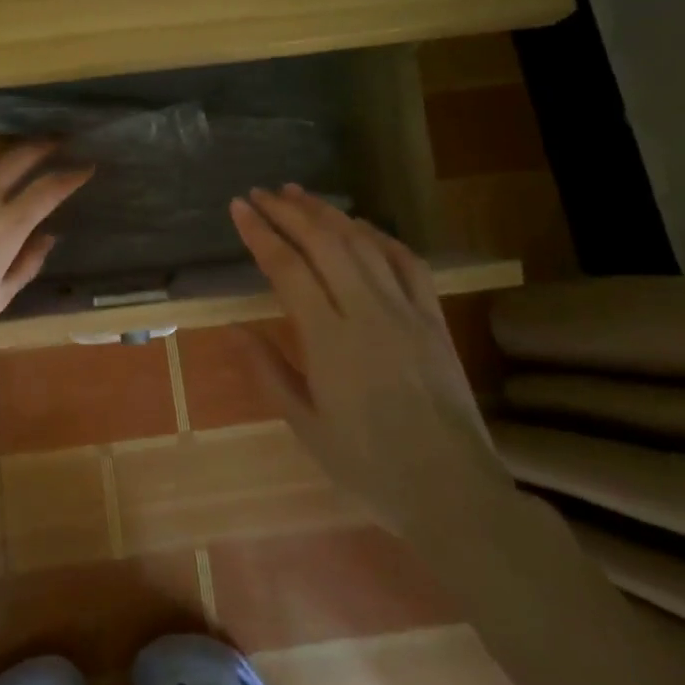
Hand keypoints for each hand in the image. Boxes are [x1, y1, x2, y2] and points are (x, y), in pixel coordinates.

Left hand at [0, 137, 92, 358]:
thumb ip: (26, 264)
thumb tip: (47, 236)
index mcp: (6, 226)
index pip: (49, 188)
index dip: (72, 174)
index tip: (85, 166)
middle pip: (21, 154)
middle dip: (45, 143)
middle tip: (58, 140)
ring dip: (7, 141)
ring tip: (16, 144)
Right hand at [229, 185, 501, 494]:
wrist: (452, 491)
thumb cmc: (368, 466)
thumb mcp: (305, 425)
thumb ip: (267, 370)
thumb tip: (232, 327)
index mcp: (329, 340)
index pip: (286, 268)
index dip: (260, 232)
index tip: (238, 207)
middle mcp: (367, 312)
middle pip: (324, 242)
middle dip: (288, 211)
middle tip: (262, 193)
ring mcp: (406, 311)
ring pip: (364, 243)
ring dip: (328, 213)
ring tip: (299, 195)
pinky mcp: (434, 319)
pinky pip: (407, 263)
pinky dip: (380, 236)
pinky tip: (360, 226)